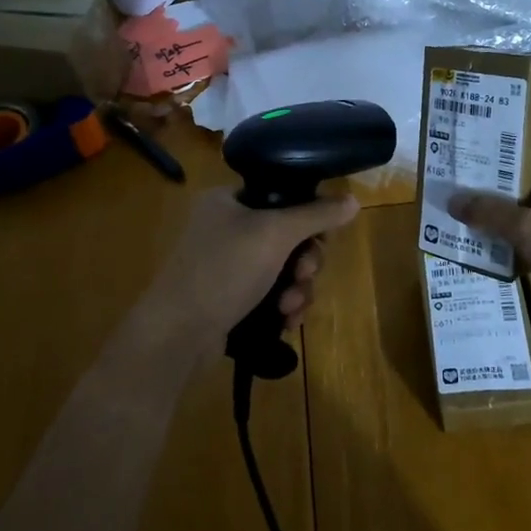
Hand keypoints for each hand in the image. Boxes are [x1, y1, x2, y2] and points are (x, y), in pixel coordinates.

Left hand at [137, 188, 360, 355]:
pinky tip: (286, 322)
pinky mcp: (228, 298)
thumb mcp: (275, 234)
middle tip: (305, 276)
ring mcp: (226, 265)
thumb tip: (353, 199)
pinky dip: (282, 305)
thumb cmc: (224, 269)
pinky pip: (269, 293)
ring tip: (291, 308)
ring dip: (297, 288)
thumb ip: (316, 215)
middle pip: (287, 236)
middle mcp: (225, 227)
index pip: (282, 196)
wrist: (177, 334)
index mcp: (228, 200)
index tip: (320, 239)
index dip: (308, 218)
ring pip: (282, 269)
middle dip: (304, 262)